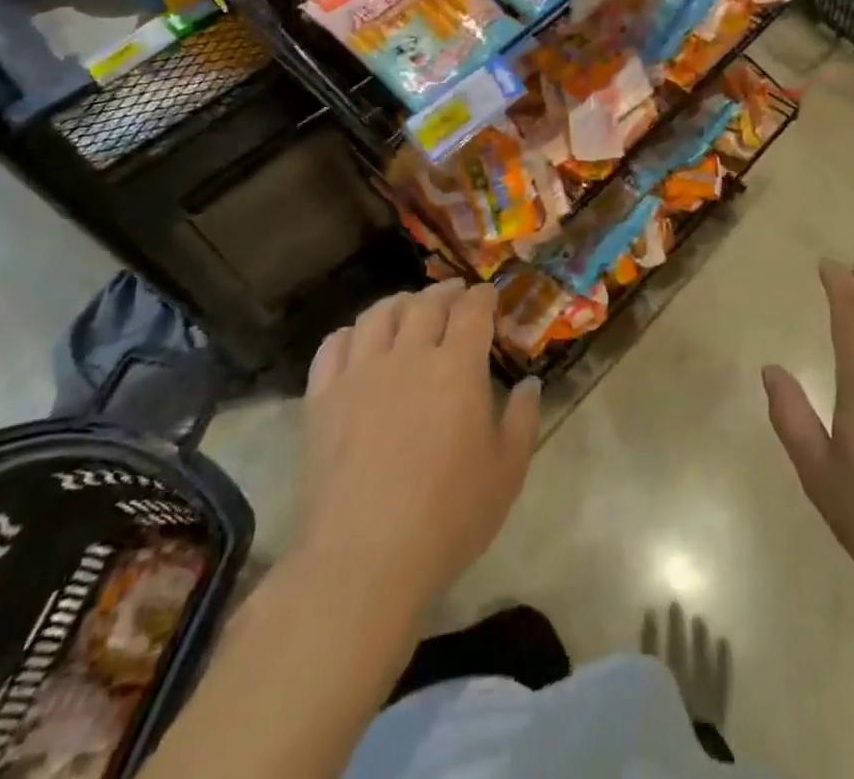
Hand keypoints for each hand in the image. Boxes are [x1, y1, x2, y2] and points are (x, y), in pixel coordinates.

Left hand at [292, 280, 540, 611]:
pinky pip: (334, 345)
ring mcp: (360, 373)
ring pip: (379, 315)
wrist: (362, 559)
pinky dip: (352, 332)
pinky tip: (360, 339)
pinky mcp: (322, 398)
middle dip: (446, 292)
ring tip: (409, 306)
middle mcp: (409, 356)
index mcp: (457, 367)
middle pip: (426, 304)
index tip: (489, 295)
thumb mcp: (506, 473)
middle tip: (455, 294)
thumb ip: (523, 420)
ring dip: (400, 302)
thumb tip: (531, 383)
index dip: (483, 297)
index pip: (472, 311)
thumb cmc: (447, 518)